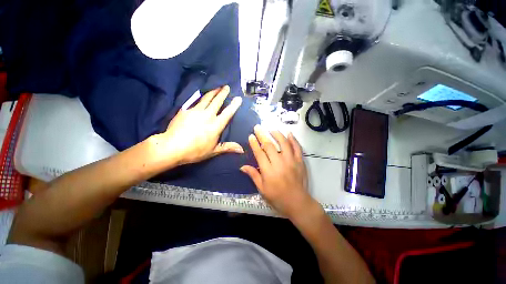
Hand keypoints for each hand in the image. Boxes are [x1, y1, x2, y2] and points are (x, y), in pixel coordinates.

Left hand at [152, 85, 243, 165]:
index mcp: (216, 125)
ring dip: (212, 92)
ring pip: (206, 98)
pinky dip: (200, 98)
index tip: (238, 98)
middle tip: (226, 86)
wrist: (172, 147)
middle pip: (217, 101)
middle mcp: (208, 115)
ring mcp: (195, 111)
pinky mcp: (185, 110)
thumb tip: (242, 150)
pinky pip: (194, 102)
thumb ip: (228, 147)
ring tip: (216, 87)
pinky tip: (200, 97)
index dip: (234, 105)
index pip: (228, 112)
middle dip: (223, 93)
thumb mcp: (214, 151)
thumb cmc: (195, 151)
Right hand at [240, 125, 319, 220]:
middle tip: (258, 128)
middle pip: (269, 145)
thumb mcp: (262, 189)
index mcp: (269, 171)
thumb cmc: (277, 197)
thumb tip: (242, 166)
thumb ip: (253, 175)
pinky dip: (293, 139)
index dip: (254, 144)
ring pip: (284, 143)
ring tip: (272, 130)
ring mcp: (291, 161)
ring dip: (277, 134)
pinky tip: (289, 133)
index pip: (259, 153)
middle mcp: (279, 163)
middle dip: (262, 135)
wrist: (297, 203)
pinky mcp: (300, 161)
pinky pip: (297, 148)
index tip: (251, 136)